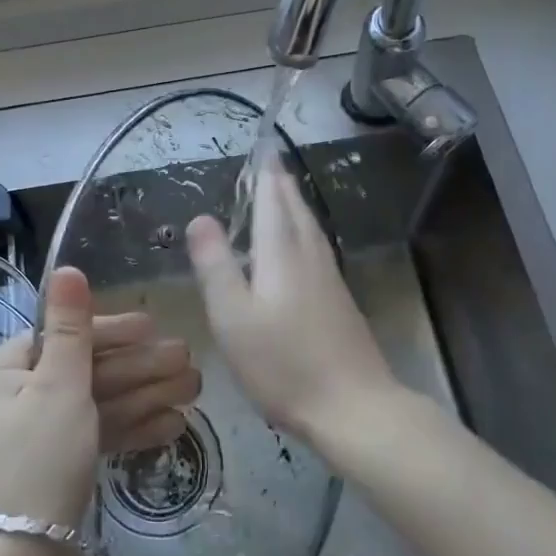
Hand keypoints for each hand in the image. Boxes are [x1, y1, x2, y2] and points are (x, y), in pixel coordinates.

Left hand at [0, 268, 198, 534]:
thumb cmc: (37, 460)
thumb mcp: (58, 386)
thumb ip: (70, 327)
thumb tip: (65, 268)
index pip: (60, 336)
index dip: (112, 331)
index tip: (154, 327)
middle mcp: (8, 397)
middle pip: (82, 372)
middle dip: (139, 368)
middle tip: (188, 359)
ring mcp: (30, 434)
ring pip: (93, 404)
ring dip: (143, 396)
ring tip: (193, 389)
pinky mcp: (50, 465)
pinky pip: (90, 436)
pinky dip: (127, 429)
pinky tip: (172, 425)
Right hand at [187, 164, 396, 443]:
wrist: (354, 408)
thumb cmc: (283, 363)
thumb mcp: (233, 316)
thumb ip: (215, 264)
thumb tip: (201, 217)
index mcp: (282, 253)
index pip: (273, 200)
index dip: (266, 174)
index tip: (263, 148)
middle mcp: (310, 256)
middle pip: (296, 209)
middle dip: (281, 184)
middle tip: (270, 163)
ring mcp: (330, 279)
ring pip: (310, 228)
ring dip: (294, 205)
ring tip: (282, 194)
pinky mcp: (339, 302)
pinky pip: (316, 249)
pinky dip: (302, 232)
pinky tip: (299, 248)